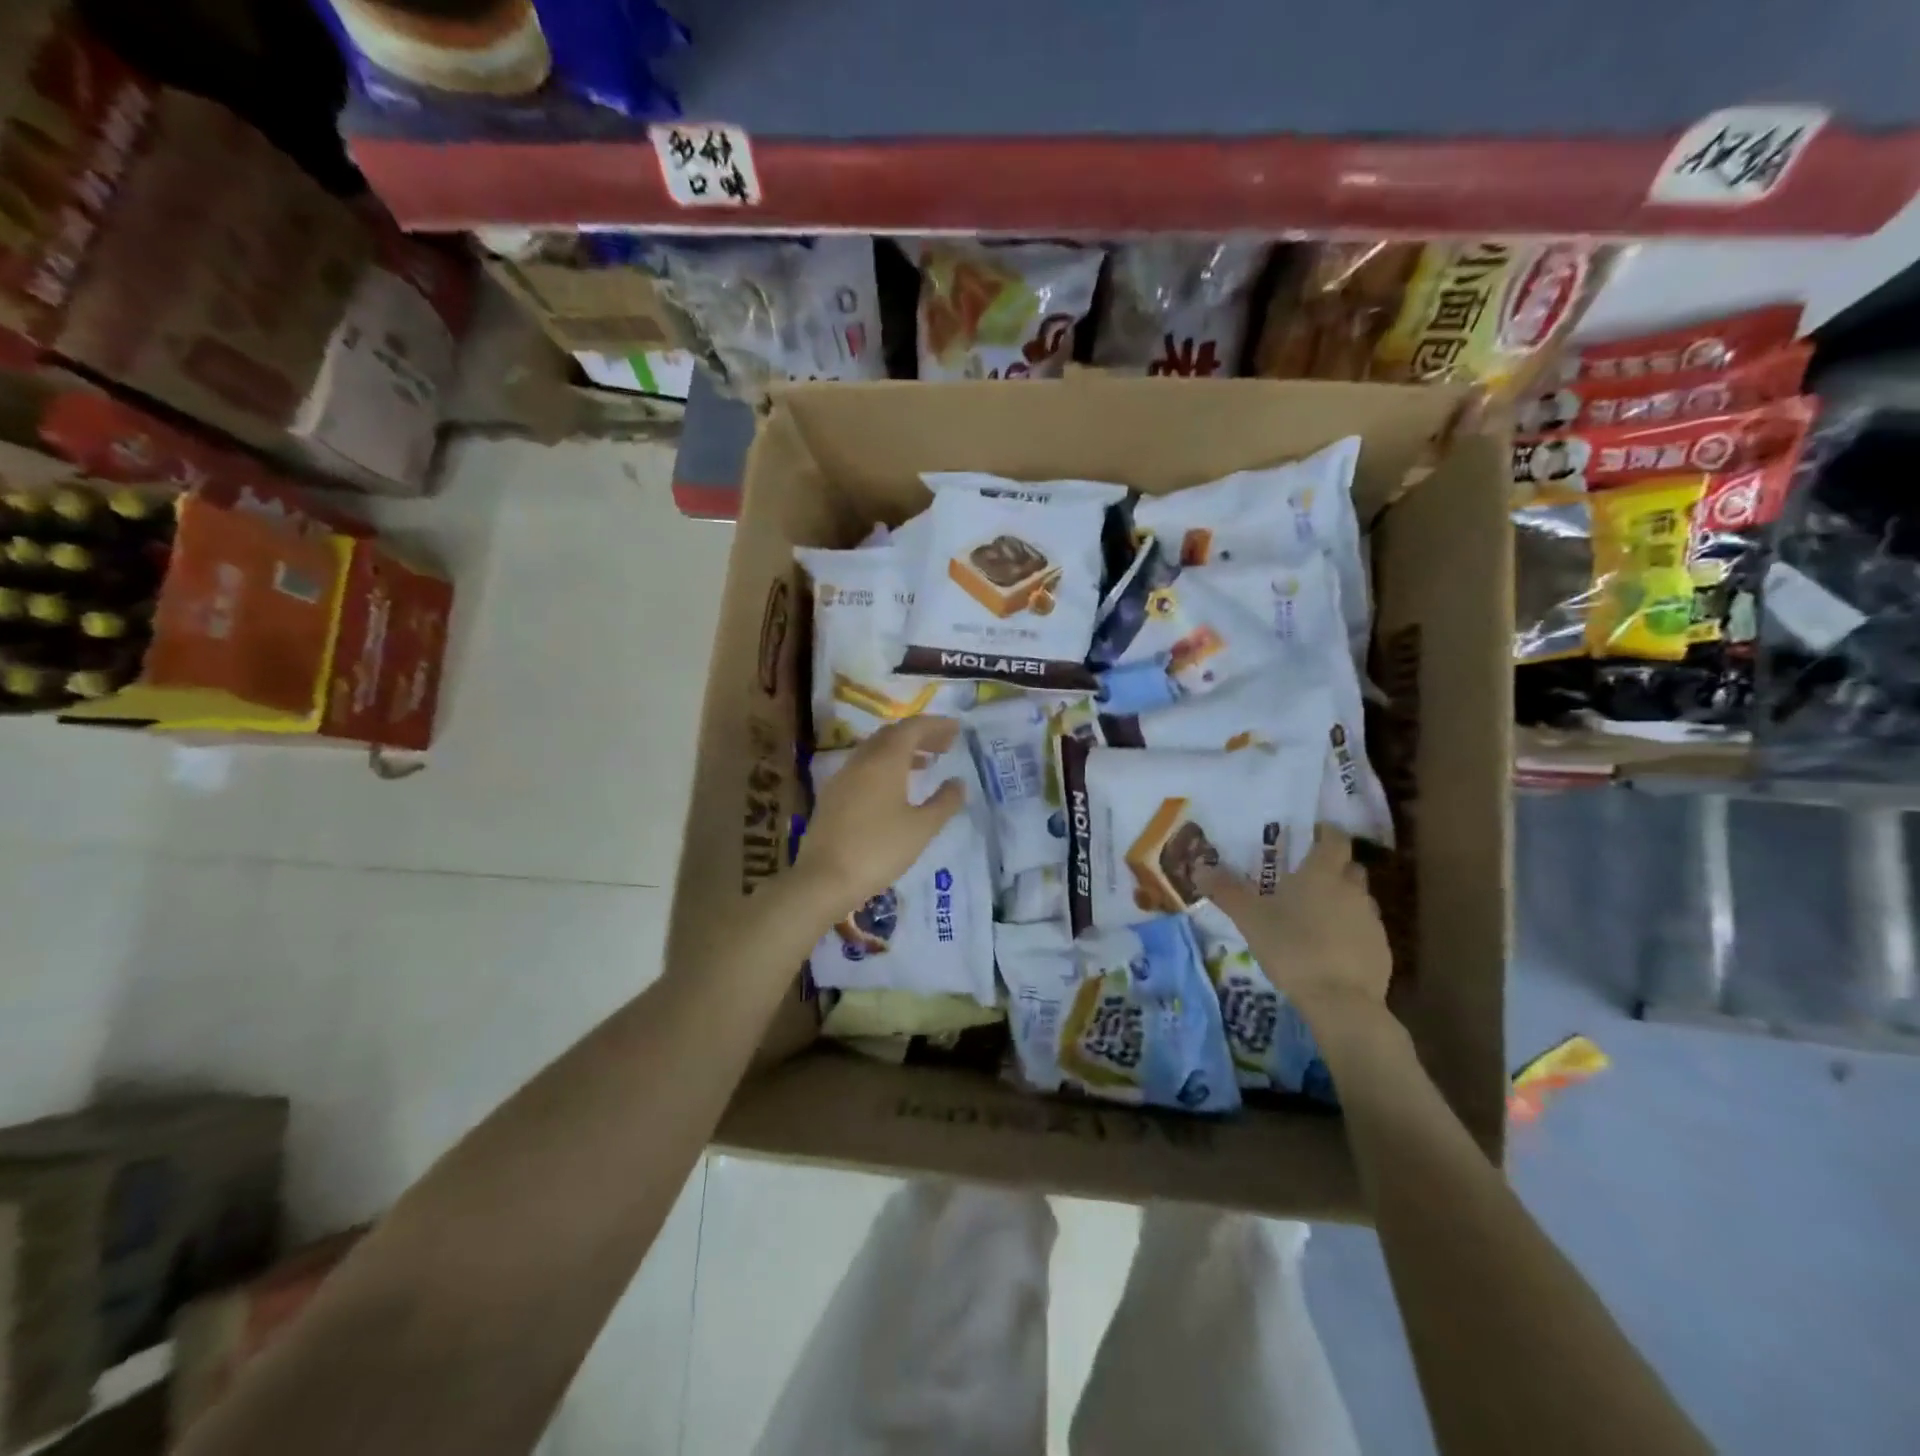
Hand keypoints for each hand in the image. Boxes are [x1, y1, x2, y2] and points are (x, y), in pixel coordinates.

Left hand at [796, 716, 966, 917]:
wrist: (824, 879)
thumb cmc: (879, 850)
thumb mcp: (921, 828)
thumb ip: (944, 802)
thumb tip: (958, 783)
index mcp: (885, 760)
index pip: (913, 728)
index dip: (936, 725)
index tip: (957, 729)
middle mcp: (861, 760)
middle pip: (892, 735)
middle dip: (920, 735)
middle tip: (944, 745)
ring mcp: (843, 777)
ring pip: (876, 750)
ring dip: (902, 751)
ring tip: (926, 764)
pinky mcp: (832, 796)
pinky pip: (864, 767)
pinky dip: (885, 766)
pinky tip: (895, 788)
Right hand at [1194, 828, 1391, 1023]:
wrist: (1340, 1001)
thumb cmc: (1292, 947)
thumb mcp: (1249, 918)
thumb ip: (1225, 890)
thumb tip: (1199, 867)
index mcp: (1322, 873)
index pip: (1335, 838)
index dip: (1326, 833)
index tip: (1311, 835)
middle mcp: (1352, 889)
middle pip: (1349, 867)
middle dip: (1332, 867)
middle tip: (1305, 877)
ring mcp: (1371, 920)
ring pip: (1357, 898)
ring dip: (1341, 900)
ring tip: (1314, 915)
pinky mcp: (1382, 949)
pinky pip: (1364, 929)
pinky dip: (1349, 930)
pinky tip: (1329, 948)